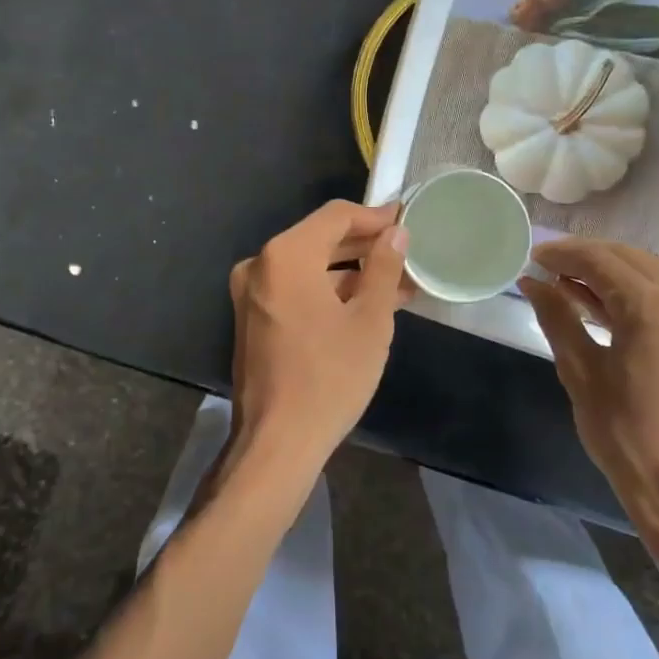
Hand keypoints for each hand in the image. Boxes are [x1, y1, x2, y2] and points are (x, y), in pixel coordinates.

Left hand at [227, 200, 410, 476]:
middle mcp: (261, 264)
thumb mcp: (369, 320)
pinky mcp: (253, 318)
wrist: (277, 443)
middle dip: (365, 245)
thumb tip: (396, 233)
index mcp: (286, 255)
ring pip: (310, 266)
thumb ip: (384, 268)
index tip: (407, 221)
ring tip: (398, 283)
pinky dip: (329, 292)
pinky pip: (297, 289)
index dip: (375, 217)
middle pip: (320, 239)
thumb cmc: (330, 376)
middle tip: (406, 252)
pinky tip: (367, 303)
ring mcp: (252, 293)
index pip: (336, 216)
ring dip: (351, 271)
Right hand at [519, 238, 658, 525]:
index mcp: (653, 308)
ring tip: (562, 281)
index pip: (601, 261)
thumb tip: (531, 282)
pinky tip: (594, 302)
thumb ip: (557, 317)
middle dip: (585, 256)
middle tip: (544, 265)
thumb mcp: (580, 371)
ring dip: (606, 272)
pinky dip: (627, 291)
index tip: (531, 256)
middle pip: (628, 259)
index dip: (563, 254)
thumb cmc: (625, 434)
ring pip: (647, 273)